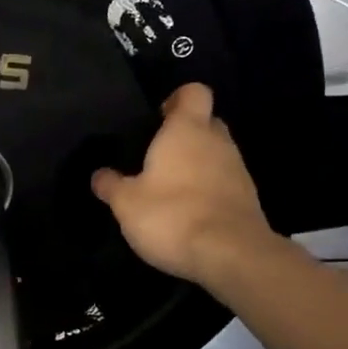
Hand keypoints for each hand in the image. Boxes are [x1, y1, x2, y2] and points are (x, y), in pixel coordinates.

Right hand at [91, 83, 279, 288]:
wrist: (231, 256)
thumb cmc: (172, 215)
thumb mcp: (126, 202)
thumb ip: (111, 185)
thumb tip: (99, 174)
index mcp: (187, 130)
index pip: (193, 92)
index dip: (177, 99)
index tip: (158, 117)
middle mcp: (217, 142)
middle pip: (206, 122)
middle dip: (186, 133)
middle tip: (158, 155)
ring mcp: (238, 170)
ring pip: (217, 153)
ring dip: (197, 164)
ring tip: (170, 187)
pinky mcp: (248, 199)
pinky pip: (225, 182)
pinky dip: (209, 189)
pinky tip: (189, 211)